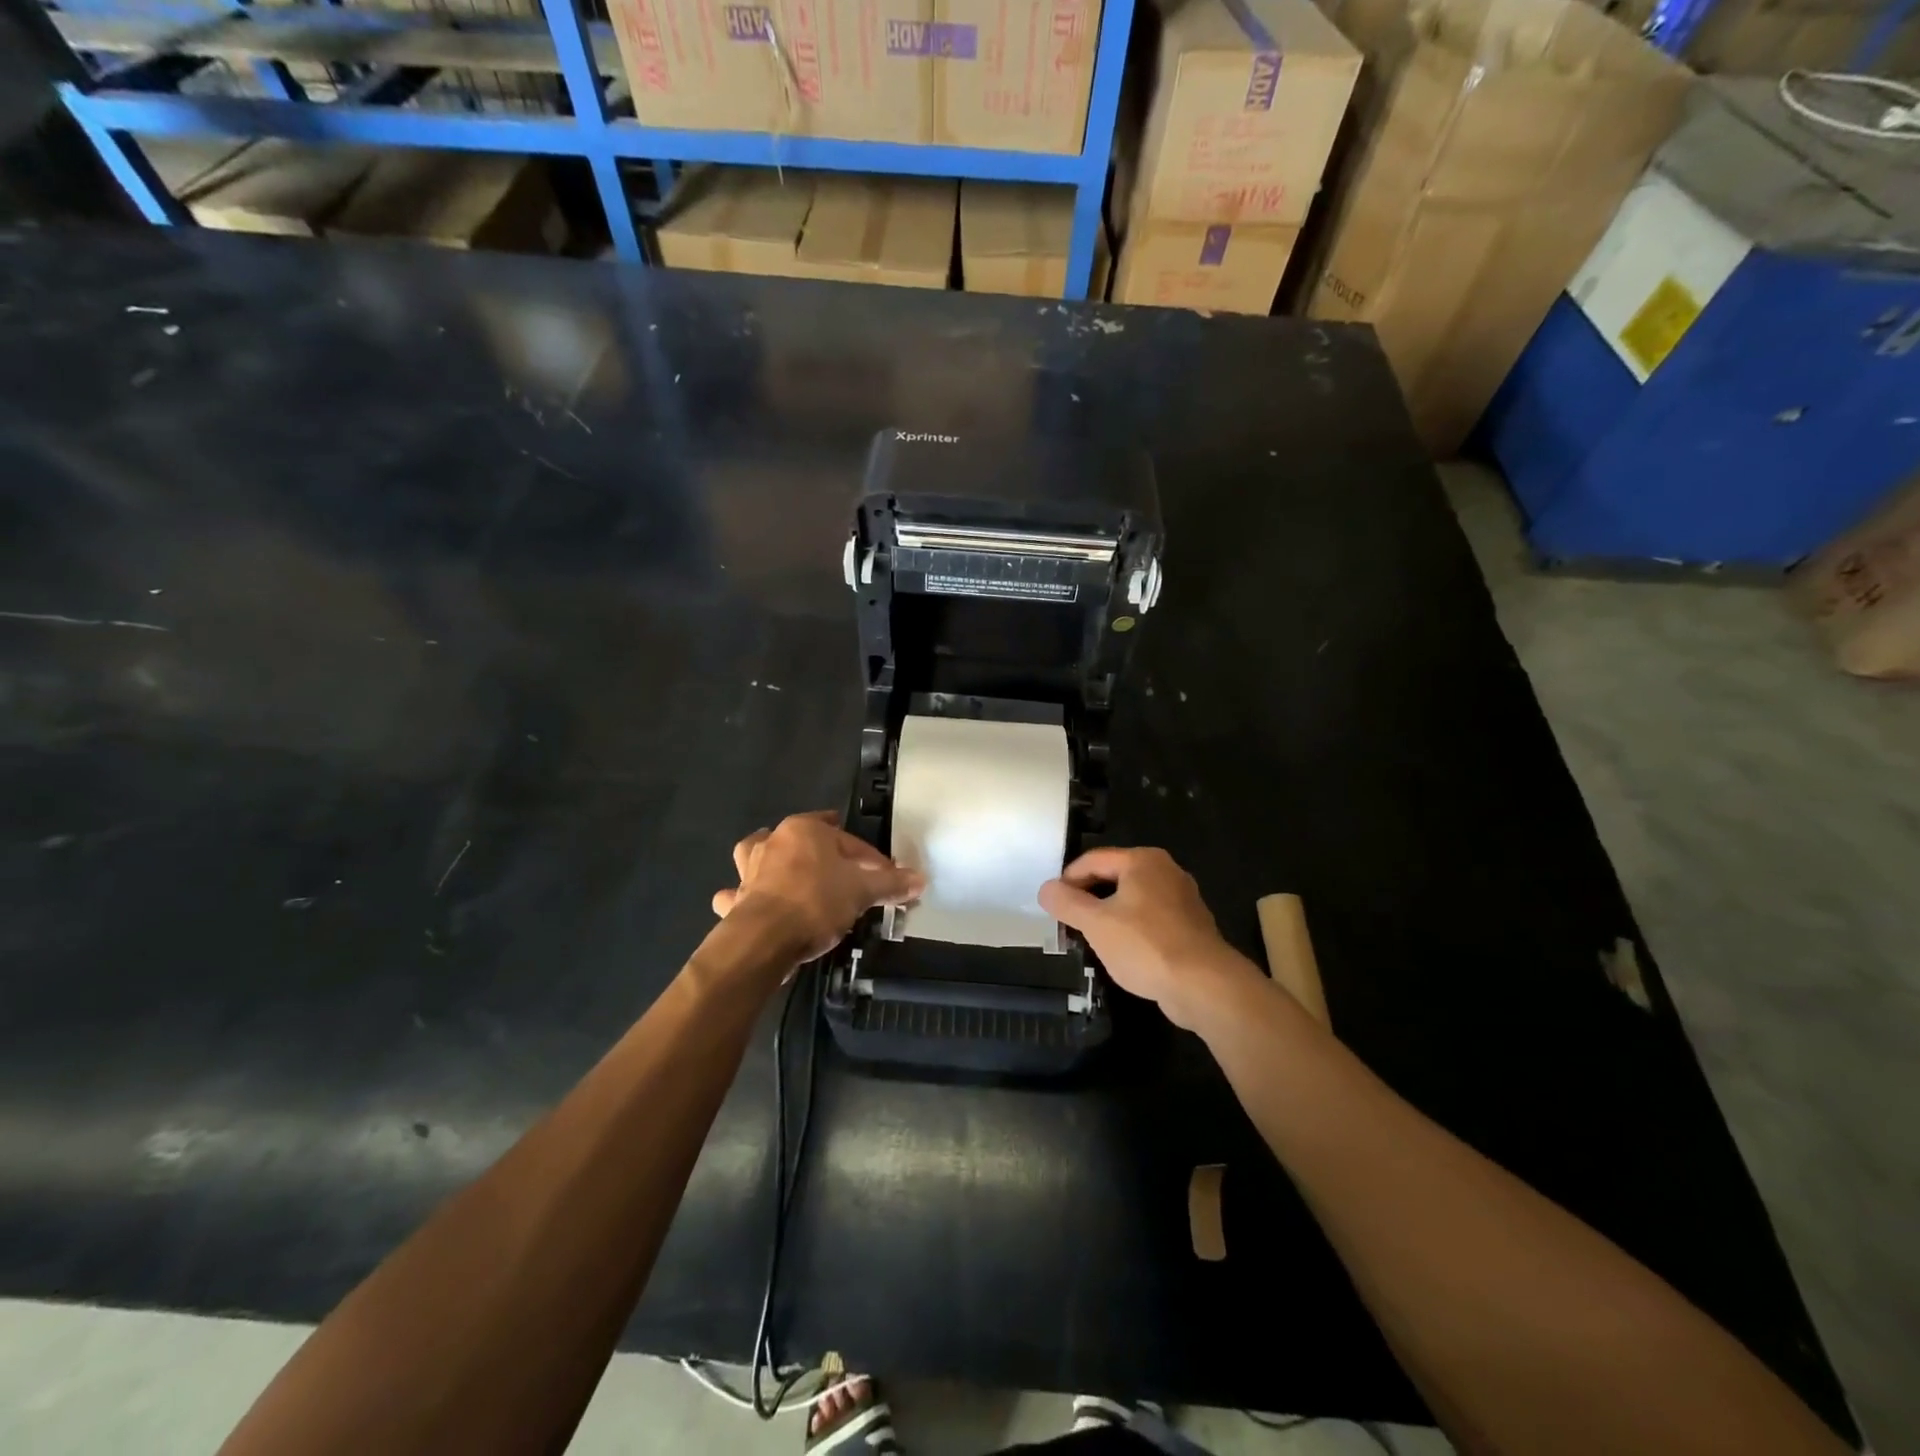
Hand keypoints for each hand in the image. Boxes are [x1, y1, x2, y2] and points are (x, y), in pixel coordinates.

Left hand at [712, 811, 924, 963]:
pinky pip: (738, 893)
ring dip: (771, 862)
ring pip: (761, 855)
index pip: (850, 842)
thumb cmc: (816, 903)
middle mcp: (773, 841)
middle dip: (824, 854)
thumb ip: (891, 884)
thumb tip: (920, 879)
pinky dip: (743, 897)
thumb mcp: (862, 892)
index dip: (874, 861)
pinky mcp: (736, 899)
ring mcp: (749, 869)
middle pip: (806, 842)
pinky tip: (751, 905)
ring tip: (787, 875)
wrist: (763, 940)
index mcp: (805, 830)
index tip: (888, 880)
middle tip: (844, 874)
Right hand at [1038, 847, 1259, 1030]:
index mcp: (1143, 861)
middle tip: (1067, 922)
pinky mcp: (1191, 927)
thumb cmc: (1145, 945)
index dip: (1067, 880)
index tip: (1052, 904)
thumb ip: (1066, 903)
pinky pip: (1150, 920)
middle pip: (1114, 877)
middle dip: (1088, 898)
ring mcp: (1182, 899)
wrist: (1204, 985)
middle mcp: (1166, 871)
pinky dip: (1131, 930)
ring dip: (1109, 915)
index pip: (1093, 860)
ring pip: (1132, 900)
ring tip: (1089, 938)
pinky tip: (1122, 952)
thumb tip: (1046, 888)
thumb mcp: (1095, 924)